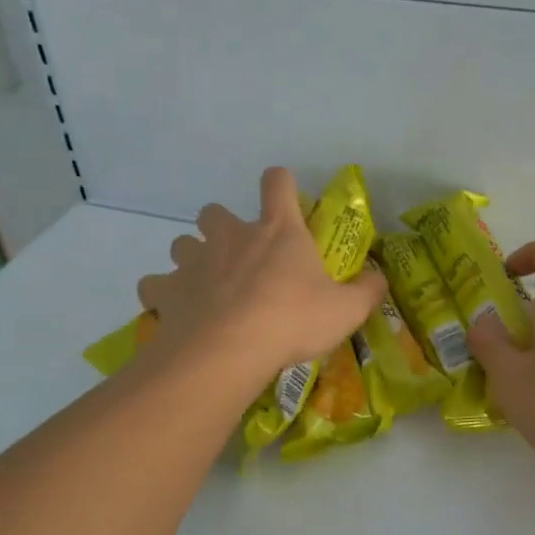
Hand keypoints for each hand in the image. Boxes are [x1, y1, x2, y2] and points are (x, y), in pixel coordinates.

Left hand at [137, 167, 386, 389]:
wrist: (229, 351)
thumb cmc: (292, 321)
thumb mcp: (346, 310)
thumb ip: (367, 291)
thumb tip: (380, 278)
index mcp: (278, 230)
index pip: (277, 182)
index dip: (280, 184)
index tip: (284, 199)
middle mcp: (231, 236)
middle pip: (214, 212)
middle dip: (221, 227)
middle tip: (237, 257)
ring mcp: (194, 261)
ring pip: (181, 244)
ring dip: (191, 259)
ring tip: (205, 286)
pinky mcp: (167, 291)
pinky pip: (155, 285)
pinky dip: (163, 295)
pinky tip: (175, 313)